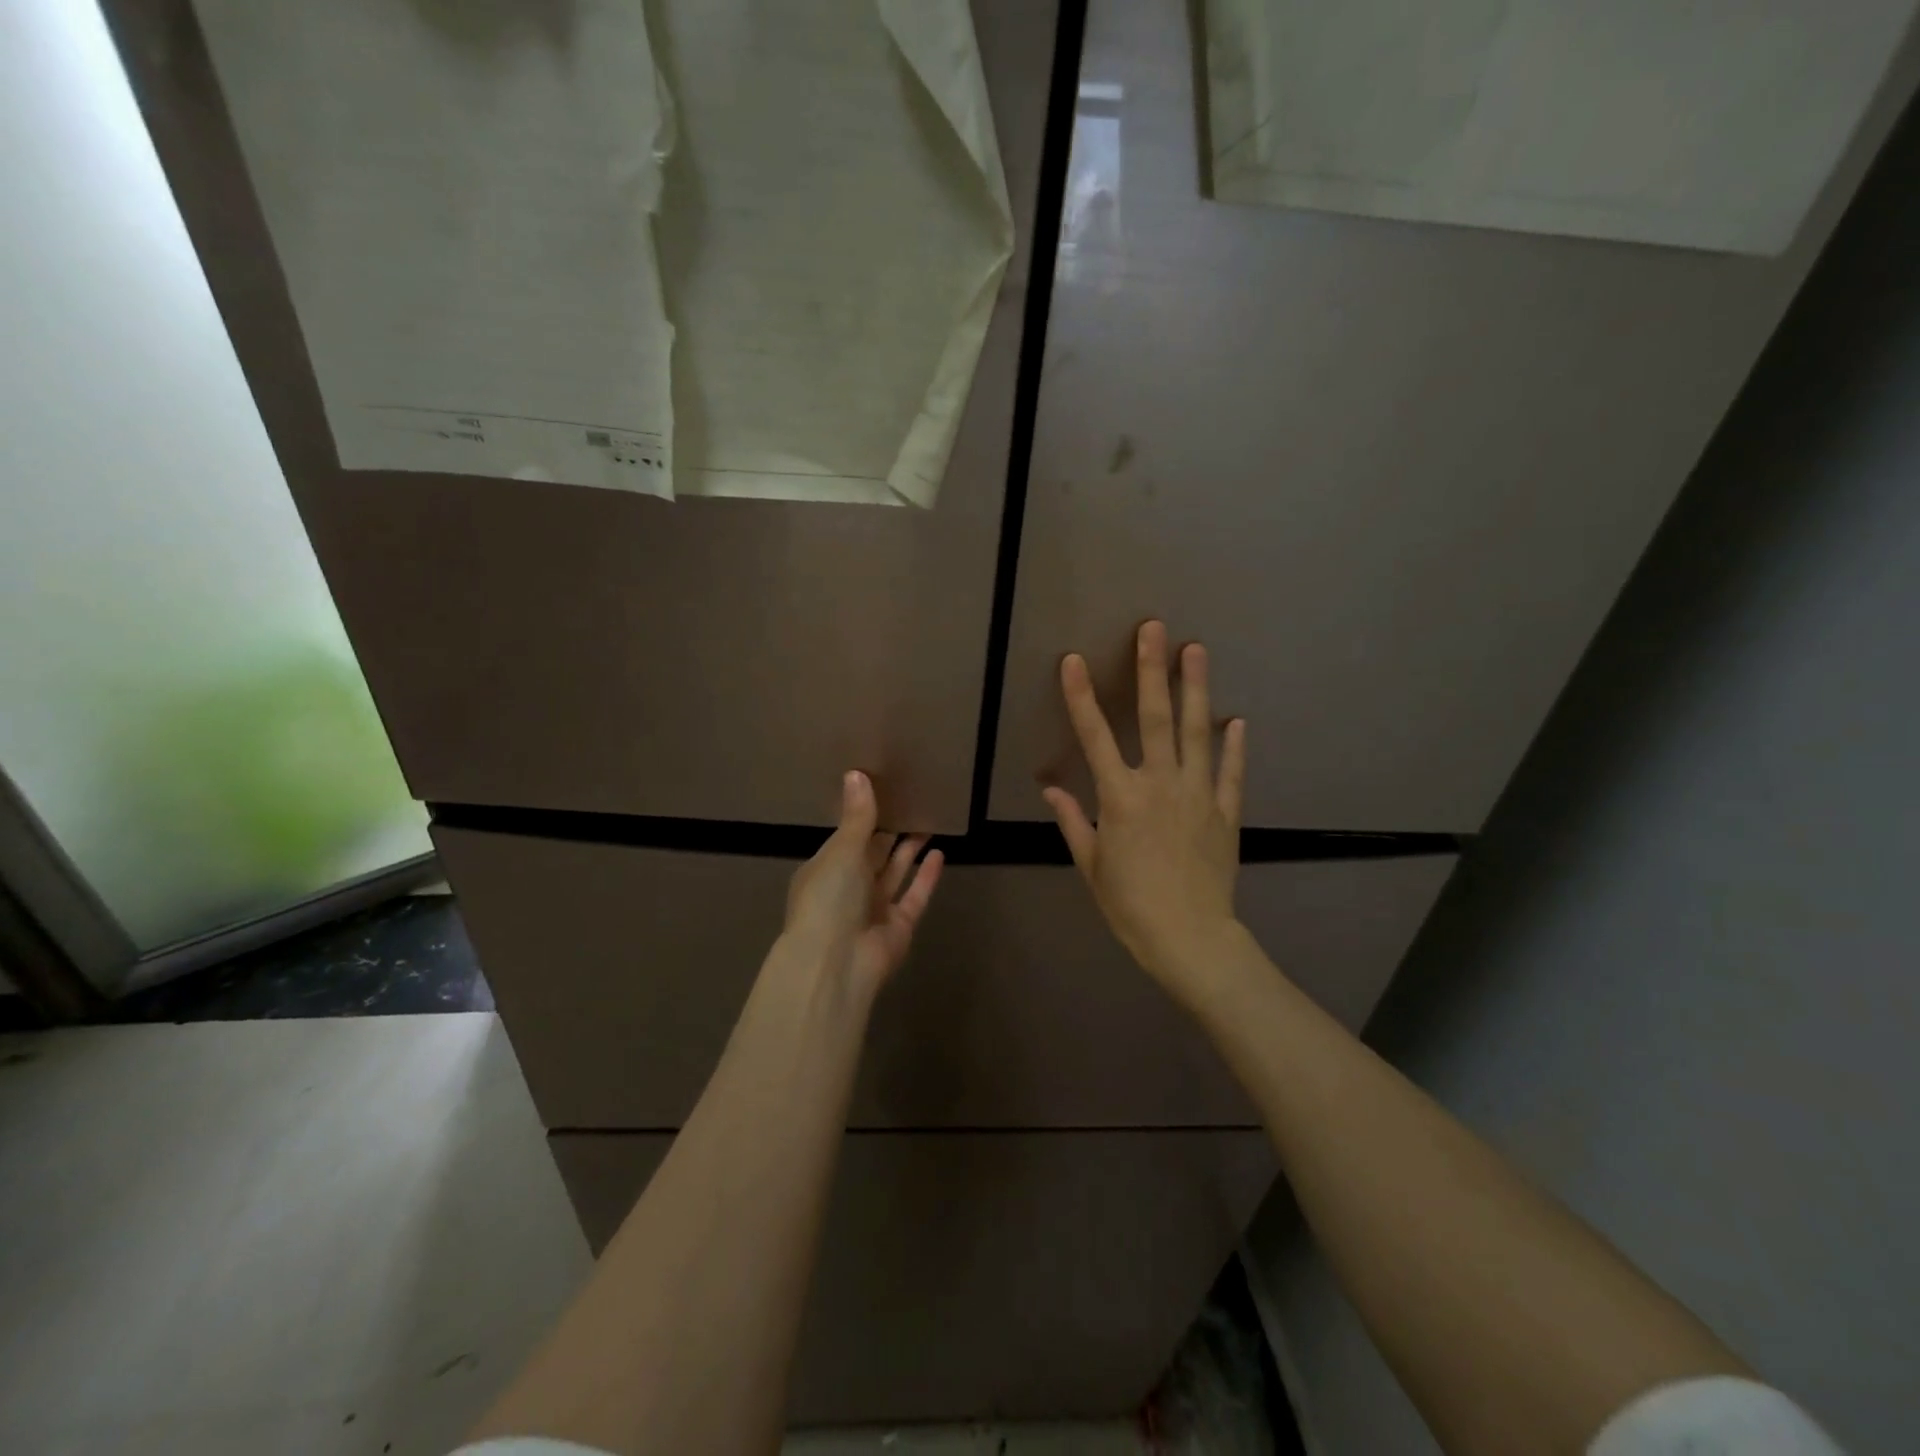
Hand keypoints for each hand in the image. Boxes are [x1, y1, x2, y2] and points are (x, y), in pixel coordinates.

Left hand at [783, 770, 943, 996]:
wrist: (836, 962)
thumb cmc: (829, 898)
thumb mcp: (842, 850)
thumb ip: (857, 816)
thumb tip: (856, 773)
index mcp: (825, 870)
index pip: (846, 838)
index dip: (863, 817)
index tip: (884, 792)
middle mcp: (848, 889)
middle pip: (872, 855)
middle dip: (889, 832)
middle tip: (911, 802)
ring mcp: (874, 910)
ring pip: (894, 873)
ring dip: (909, 850)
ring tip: (928, 821)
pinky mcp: (898, 927)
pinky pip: (914, 896)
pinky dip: (926, 877)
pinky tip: (940, 854)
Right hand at [1043, 621, 1246, 1000]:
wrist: (1190, 939)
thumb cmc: (1130, 905)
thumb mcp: (1091, 865)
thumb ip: (1073, 820)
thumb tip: (1051, 788)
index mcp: (1120, 798)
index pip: (1095, 737)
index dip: (1081, 696)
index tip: (1073, 660)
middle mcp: (1160, 784)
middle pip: (1155, 718)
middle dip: (1152, 670)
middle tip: (1154, 628)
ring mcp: (1198, 794)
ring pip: (1196, 732)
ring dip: (1196, 688)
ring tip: (1197, 649)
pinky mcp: (1226, 812)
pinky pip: (1231, 772)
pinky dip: (1234, 745)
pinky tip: (1236, 719)